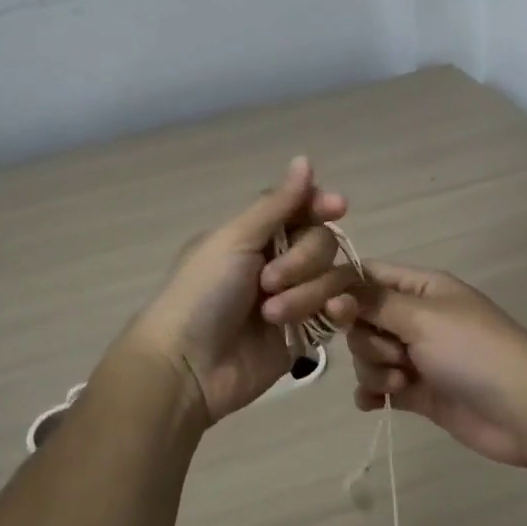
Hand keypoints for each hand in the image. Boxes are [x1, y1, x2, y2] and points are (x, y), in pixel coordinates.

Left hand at [122, 157, 361, 424]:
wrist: (187, 366)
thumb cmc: (202, 293)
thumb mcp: (234, 240)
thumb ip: (276, 204)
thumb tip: (304, 159)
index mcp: (255, 235)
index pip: (301, 209)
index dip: (320, 205)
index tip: (336, 208)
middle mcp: (278, 261)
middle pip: (322, 242)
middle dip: (302, 261)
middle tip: (268, 282)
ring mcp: (295, 298)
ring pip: (332, 277)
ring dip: (307, 292)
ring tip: (272, 315)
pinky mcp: (306, 334)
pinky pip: (338, 312)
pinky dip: (338, 310)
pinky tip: (332, 316)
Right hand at [349, 262, 526, 466]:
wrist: (522, 411)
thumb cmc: (472, 350)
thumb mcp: (421, 317)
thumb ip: (373, 303)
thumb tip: (333, 291)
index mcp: (421, 289)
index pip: (368, 276)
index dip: (343, 290)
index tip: (328, 309)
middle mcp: (415, 318)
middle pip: (362, 320)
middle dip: (367, 339)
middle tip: (394, 352)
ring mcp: (417, 356)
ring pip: (368, 355)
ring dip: (374, 369)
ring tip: (401, 382)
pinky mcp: (418, 392)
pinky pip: (378, 387)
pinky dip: (372, 393)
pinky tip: (374, 403)